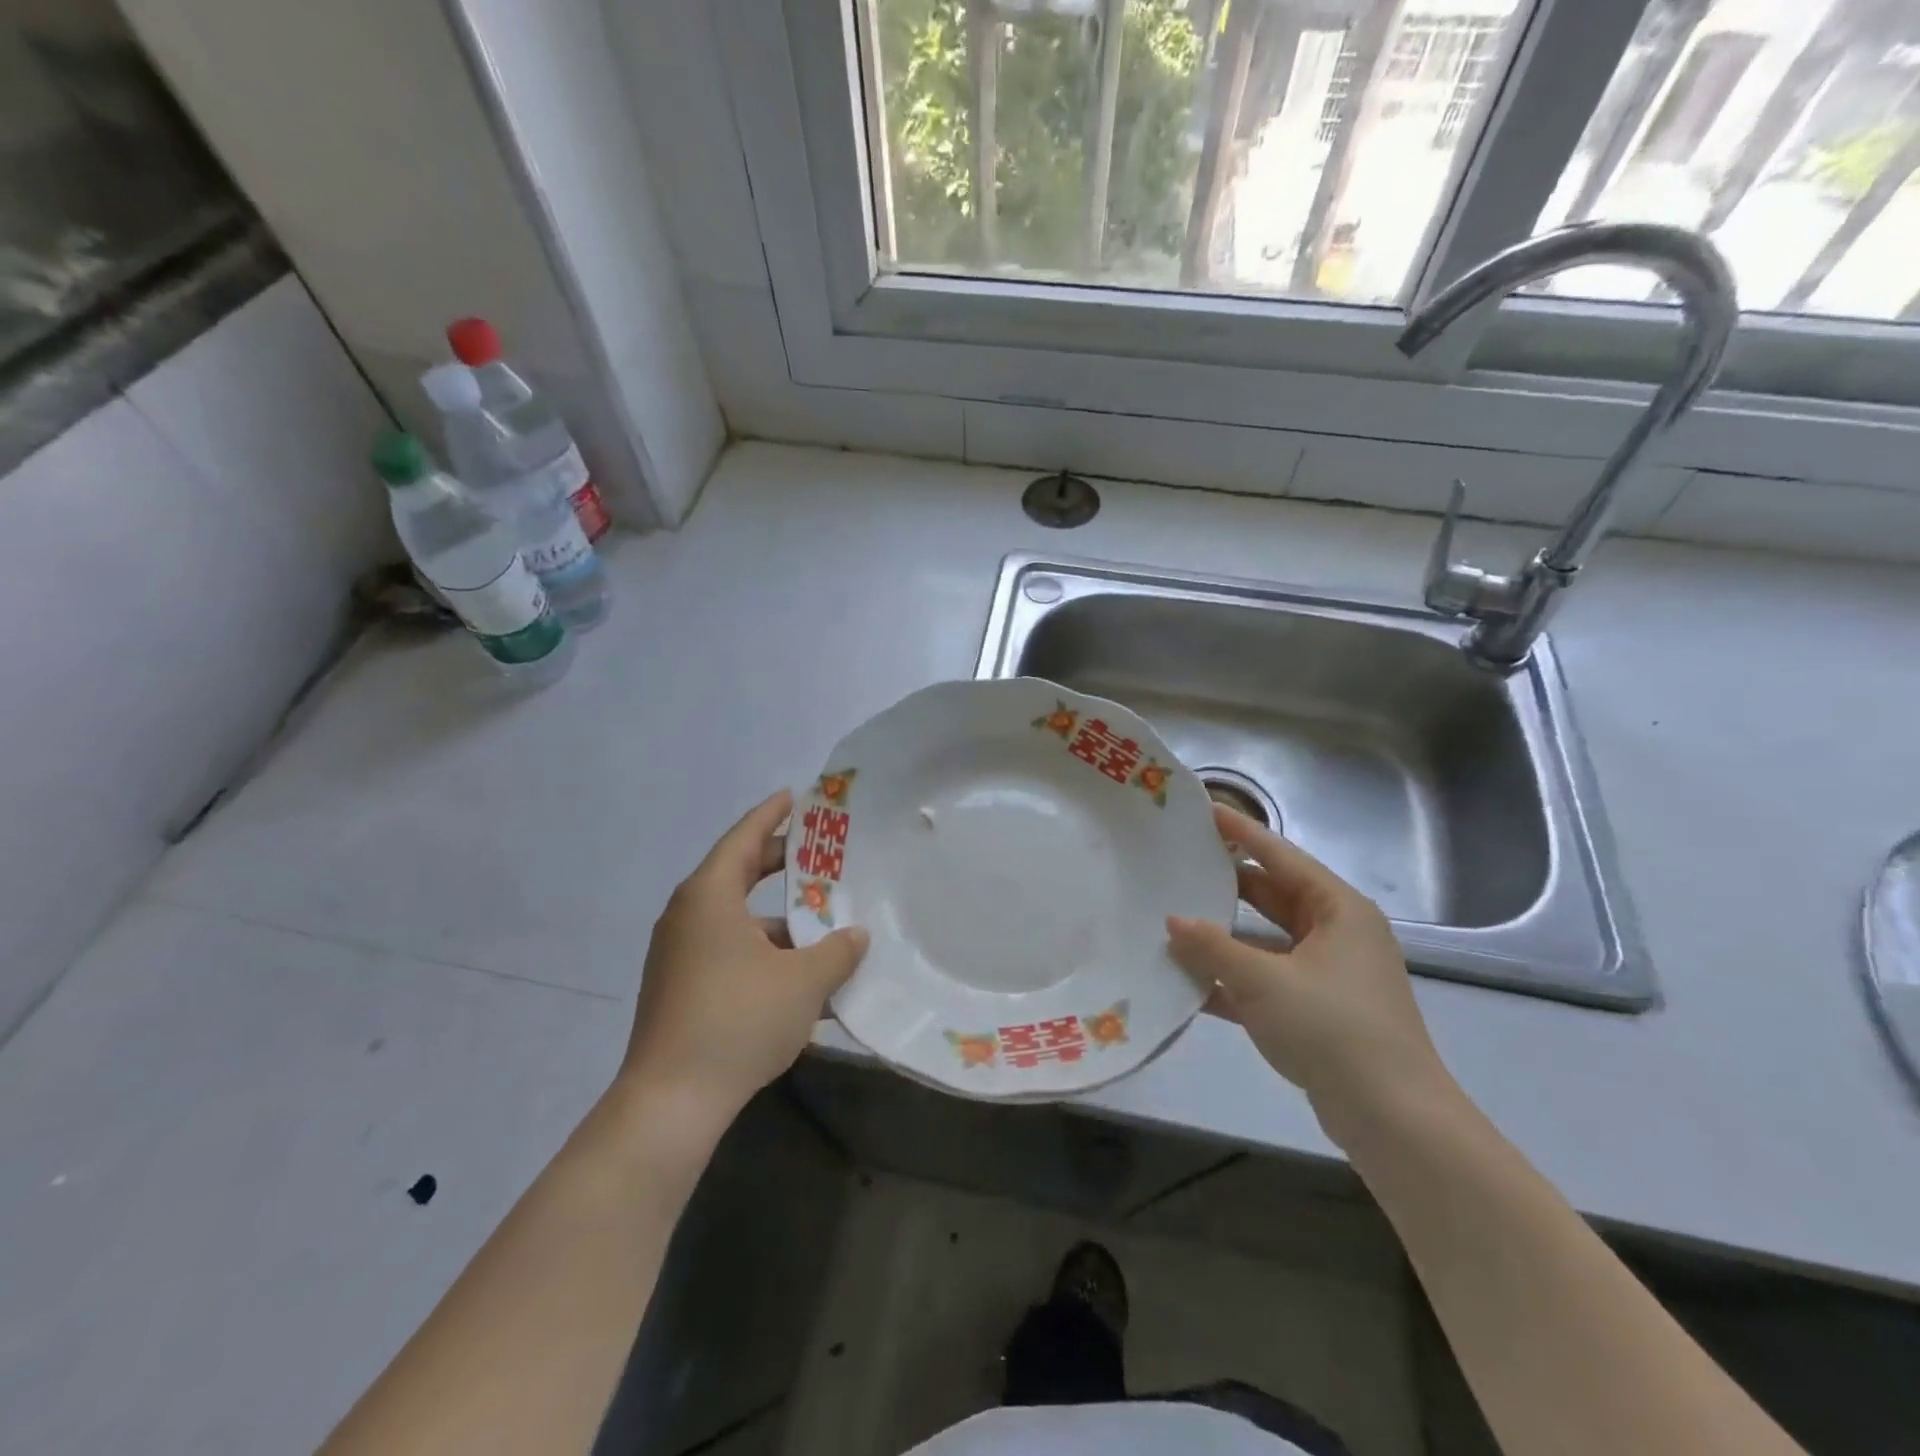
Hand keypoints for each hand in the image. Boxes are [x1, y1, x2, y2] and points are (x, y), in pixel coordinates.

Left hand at [621, 790, 868, 1127]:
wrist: (671, 1102)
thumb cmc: (738, 1020)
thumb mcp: (803, 982)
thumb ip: (836, 951)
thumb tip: (855, 936)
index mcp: (709, 897)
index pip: (743, 839)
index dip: (771, 815)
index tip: (793, 797)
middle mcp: (688, 917)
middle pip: (738, 874)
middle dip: (779, 864)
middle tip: (818, 855)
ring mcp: (679, 955)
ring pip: (737, 920)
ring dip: (778, 920)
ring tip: (823, 926)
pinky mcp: (680, 989)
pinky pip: (728, 952)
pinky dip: (763, 953)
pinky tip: (799, 978)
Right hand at [1166, 805, 1459, 1147]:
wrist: (1394, 1120)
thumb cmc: (1333, 1028)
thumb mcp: (1264, 982)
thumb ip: (1213, 948)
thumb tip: (1173, 922)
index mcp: (1338, 910)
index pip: (1280, 856)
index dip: (1240, 832)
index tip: (1204, 810)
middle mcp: (1337, 934)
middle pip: (1272, 895)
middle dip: (1227, 884)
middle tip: (1179, 865)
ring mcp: (1328, 974)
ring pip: (1266, 941)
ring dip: (1224, 938)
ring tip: (1173, 921)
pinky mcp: (1317, 1011)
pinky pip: (1267, 980)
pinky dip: (1233, 979)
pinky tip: (1189, 982)